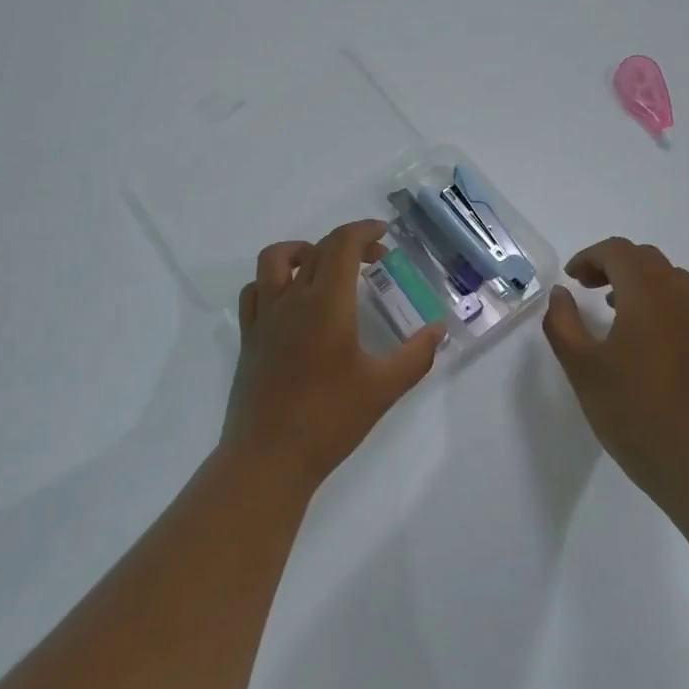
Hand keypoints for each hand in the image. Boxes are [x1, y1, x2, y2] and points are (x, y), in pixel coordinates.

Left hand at [223, 220, 445, 487]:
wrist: (268, 458)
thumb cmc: (330, 420)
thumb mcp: (384, 388)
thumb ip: (416, 355)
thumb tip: (439, 329)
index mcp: (326, 304)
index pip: (341, 245)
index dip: (363, 230)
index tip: (384, 234)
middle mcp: (291, 300)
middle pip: (314, 249)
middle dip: (347, 243)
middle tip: (373, 259)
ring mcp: (264, 317)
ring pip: (274, 260)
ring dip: (302, 251)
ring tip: (325, 268)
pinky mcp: (249, 337)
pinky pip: (255, 290)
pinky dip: (274, 280)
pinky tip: (291, 300)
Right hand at [542, 238, 688, 499]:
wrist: (688, 457)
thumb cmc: (628, 409)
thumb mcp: (580, 365)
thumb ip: (563, 322)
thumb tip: (561, 293)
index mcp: (646, 297)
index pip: (619, 252)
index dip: (590, 256)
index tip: (570, 279)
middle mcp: (675, 298)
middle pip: (644, 257)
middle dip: (611, 262)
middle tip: (584, 286)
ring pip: (664, 274)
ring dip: (633, 276)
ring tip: (607, 303)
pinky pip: (675, 297)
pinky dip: (650, 295)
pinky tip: (631, 329)